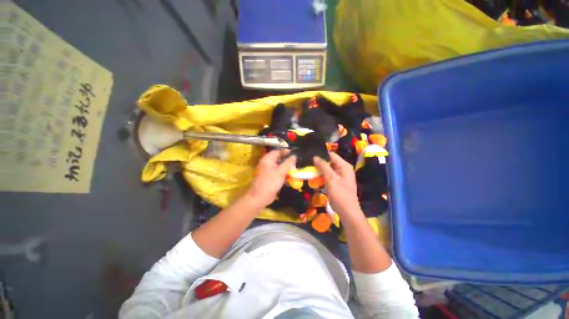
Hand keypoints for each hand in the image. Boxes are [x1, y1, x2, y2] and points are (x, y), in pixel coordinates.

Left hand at [246, 150, 295, 207]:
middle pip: (279, 158)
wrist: (260, 197)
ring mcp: (269, 170)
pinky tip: (291, 174)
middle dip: (288, 159)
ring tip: (296, 167)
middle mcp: (267, 163)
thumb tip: (294, 155)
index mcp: (268, 159)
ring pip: (279, 165)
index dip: (287, 151)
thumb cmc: (270, 182)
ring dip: (287, 167)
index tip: (296, 153)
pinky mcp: (271, 177)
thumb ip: (288, 163)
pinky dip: (284, 172)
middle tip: (297, 160)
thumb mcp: (281, 171)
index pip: (278, 151)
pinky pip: (279, 172)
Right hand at [313, 152, 361, 217]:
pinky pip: (327, 175)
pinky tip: (313, 176)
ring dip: (319, 169)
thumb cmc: (340, 194)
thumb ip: (323, 166)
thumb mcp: (331, 179)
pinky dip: (321, 175)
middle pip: (329, 161)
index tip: (309, 155)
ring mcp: (339, 176)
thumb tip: (315, 156)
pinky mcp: (336, 182)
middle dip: (318, 162)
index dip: (321, 154)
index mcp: (344, 166)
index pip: (331, 155)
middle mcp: (342, 169)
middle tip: (307, 162)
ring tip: (308, 168)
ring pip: (327, 169)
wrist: (346, 211)